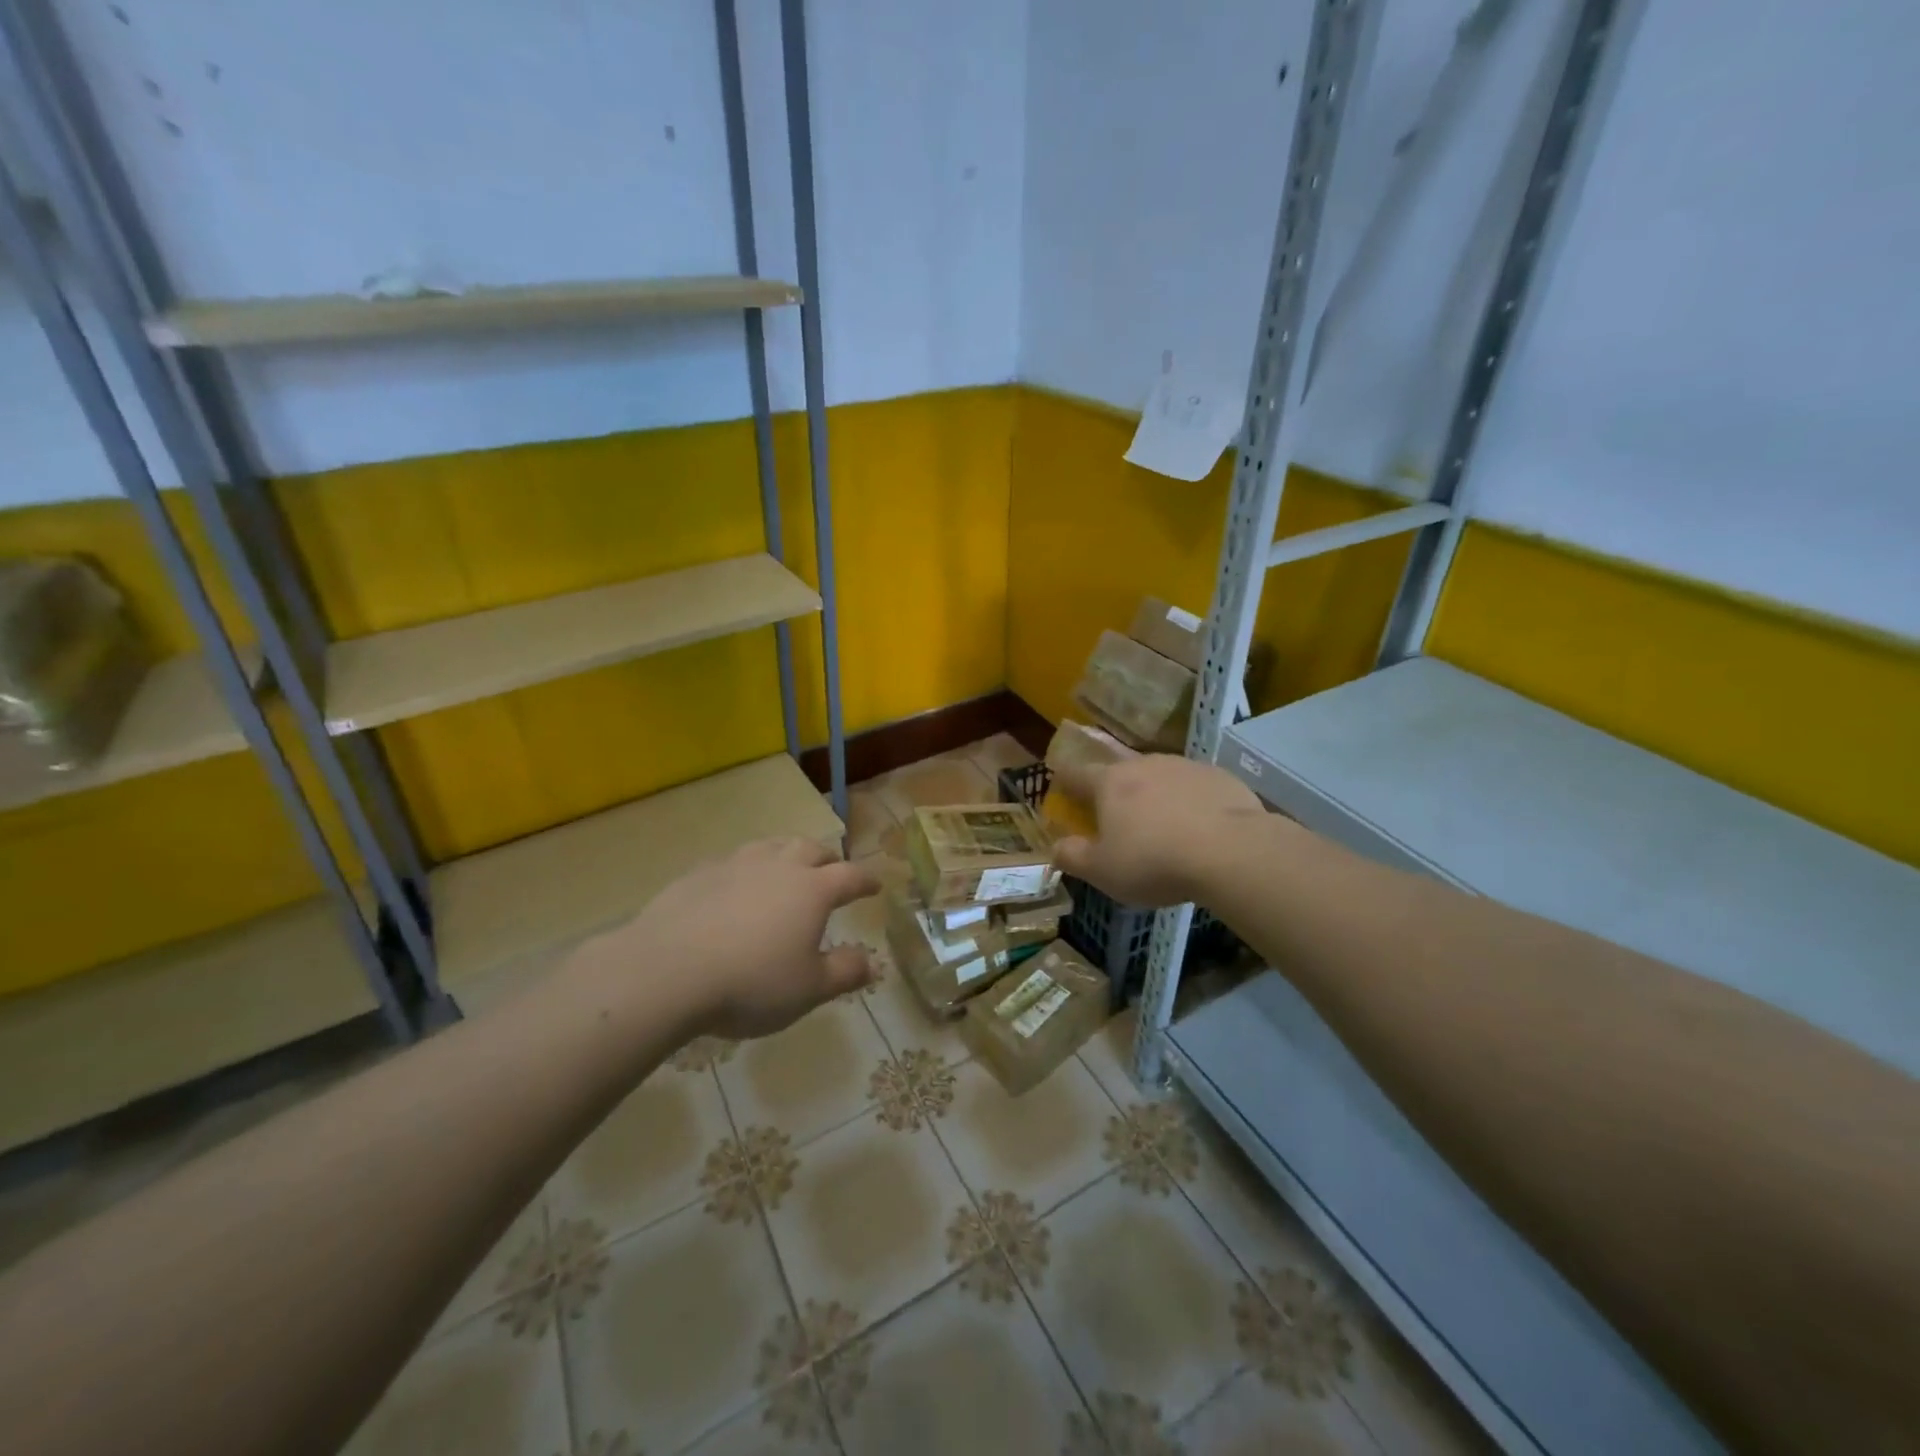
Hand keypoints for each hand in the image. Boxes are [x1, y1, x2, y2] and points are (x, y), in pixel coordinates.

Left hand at [584, 837, 879, 1042]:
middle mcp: (778, 867)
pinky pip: (731, 861)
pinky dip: (745, 869)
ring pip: (770, 846)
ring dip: (785, 853)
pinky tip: (735, 886)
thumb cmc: (750, 983)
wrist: (667, 971)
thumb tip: (872, 961)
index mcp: (812, 891)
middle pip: (810, 848)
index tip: (875, 885)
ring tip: (786, 867)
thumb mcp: (808, 990)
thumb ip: (844, 972)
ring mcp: (735, 865)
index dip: (866, 880)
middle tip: (832, 869)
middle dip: (827, 858)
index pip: (850, 876)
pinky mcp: (698, 874)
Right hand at [1051, 754, 1266, 906]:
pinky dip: (1190, 804)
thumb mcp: (1102, 871)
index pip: (1076, 773)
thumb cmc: (1154, 861)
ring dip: (1155, 797)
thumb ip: (1072, 857)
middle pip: (1121, 773)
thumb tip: (1056, 847)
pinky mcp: (1219, 777)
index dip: (1065, 781)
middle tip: (1118, 820)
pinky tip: (1200, 830)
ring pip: (1160, 778)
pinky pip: (1194, 788)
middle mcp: (1144, 764)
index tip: (1062, 789)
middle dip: (1115, 793)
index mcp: (1109, 782)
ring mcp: (1184, 766)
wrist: (1231, 852)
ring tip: (1163, 828)